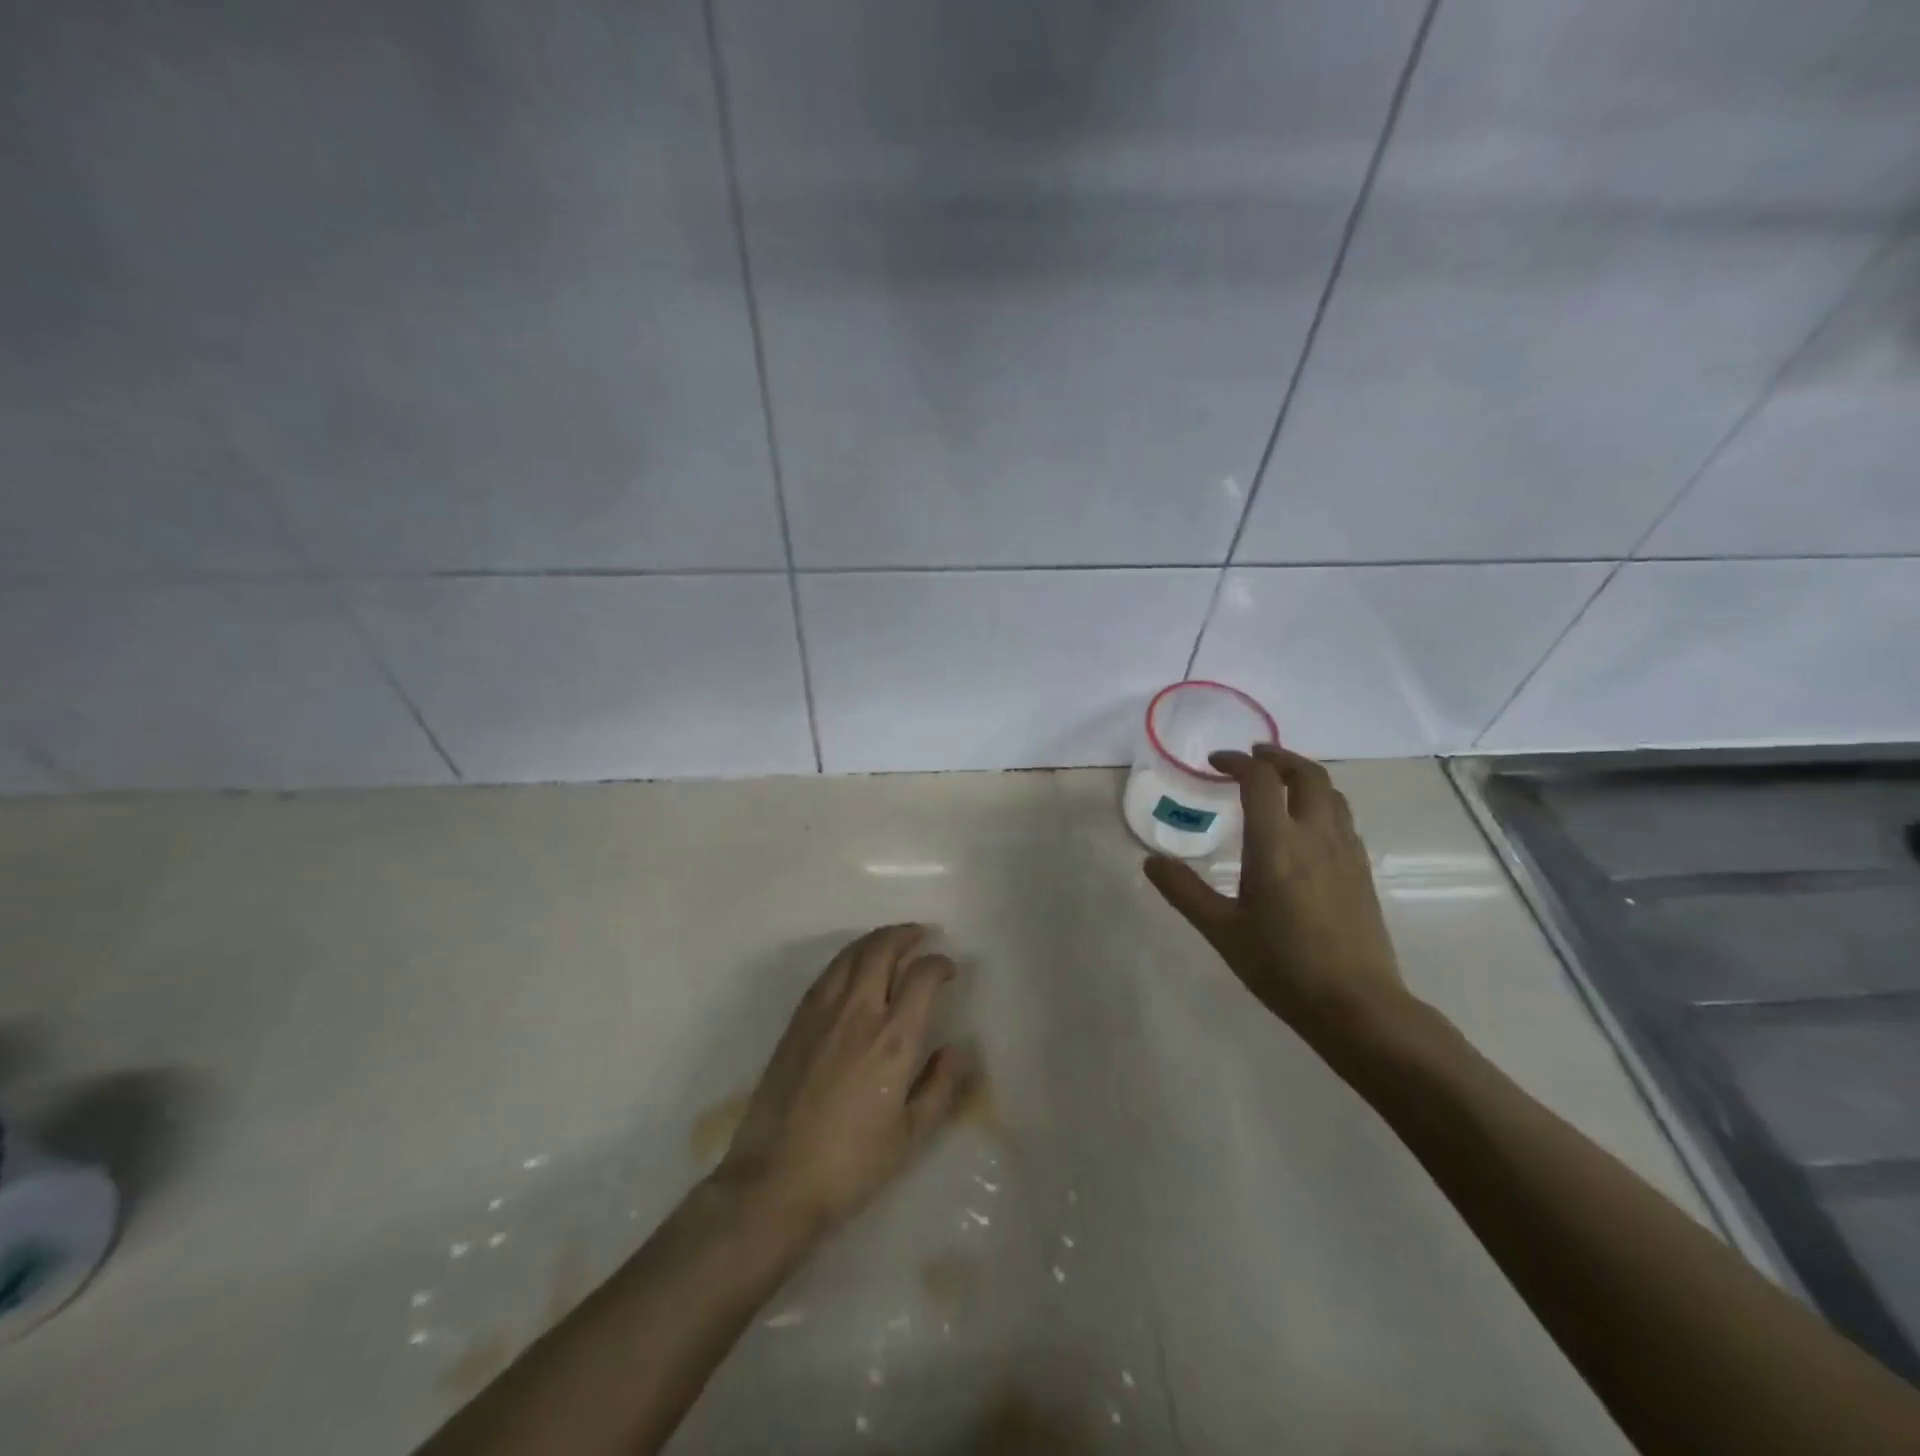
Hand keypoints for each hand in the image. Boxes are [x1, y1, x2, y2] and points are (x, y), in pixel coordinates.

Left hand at [715, 925, 965, 1239]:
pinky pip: (828, 972)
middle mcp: (858, 1012)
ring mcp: (822, 1012)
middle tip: (922, 935)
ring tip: (892, 942)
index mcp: (893, 1039)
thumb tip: (958, 1049)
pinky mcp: (797, 1021)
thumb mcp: (910, 1136)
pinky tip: (855, 968)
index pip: (922, 976)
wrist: (775, 1180)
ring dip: (876, 939)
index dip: (940, 964)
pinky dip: (849, 958)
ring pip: (852, 954)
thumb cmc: (851, 1165)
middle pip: (883, 949)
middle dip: (906, 935)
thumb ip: (940, 1087)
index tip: (948, 970)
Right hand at [1144, 744, 1408, 1032]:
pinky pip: (1343, 817)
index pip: (1260, 779)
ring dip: (1304, 775)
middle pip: (1306, 773)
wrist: (1356, 1004)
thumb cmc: (1281, 965)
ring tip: (1280, 781)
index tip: (1215, 763)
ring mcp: (1345, 851)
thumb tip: (1151, 862)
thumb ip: (1184, 891)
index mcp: (1276, 845)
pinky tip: (1307, 824)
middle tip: (1253, 756)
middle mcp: (1315, 836)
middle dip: (1278, 756)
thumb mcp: (1221, 930)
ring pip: (1331, 792)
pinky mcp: (1362, 870)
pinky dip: (1321, 801)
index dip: (1236, 762)